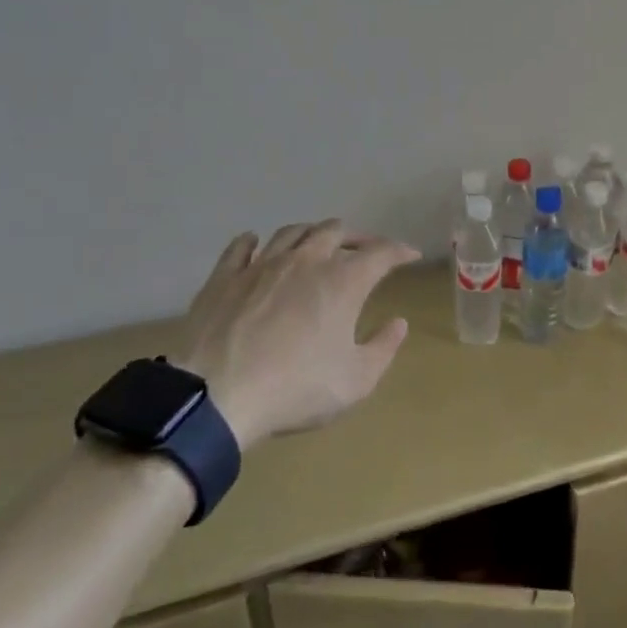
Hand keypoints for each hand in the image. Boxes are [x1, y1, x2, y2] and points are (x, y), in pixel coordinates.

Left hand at [171, 220, 418, 451]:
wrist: (216, 396)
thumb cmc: (294, 389)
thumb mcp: (355, 381)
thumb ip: (383, 348)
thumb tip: (398, 323)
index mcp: (342, 281)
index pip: (381, 253)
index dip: (399, 251)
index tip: (410, 255)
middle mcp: (306, 260)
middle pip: (335, 231)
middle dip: (356, 237)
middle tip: (364, 250)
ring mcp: (262, 265)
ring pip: (292, 232)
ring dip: (311, 233)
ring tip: (317, 242)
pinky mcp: (225, 277)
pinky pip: (241, 247)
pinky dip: (253, 242)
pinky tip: (255, 243)